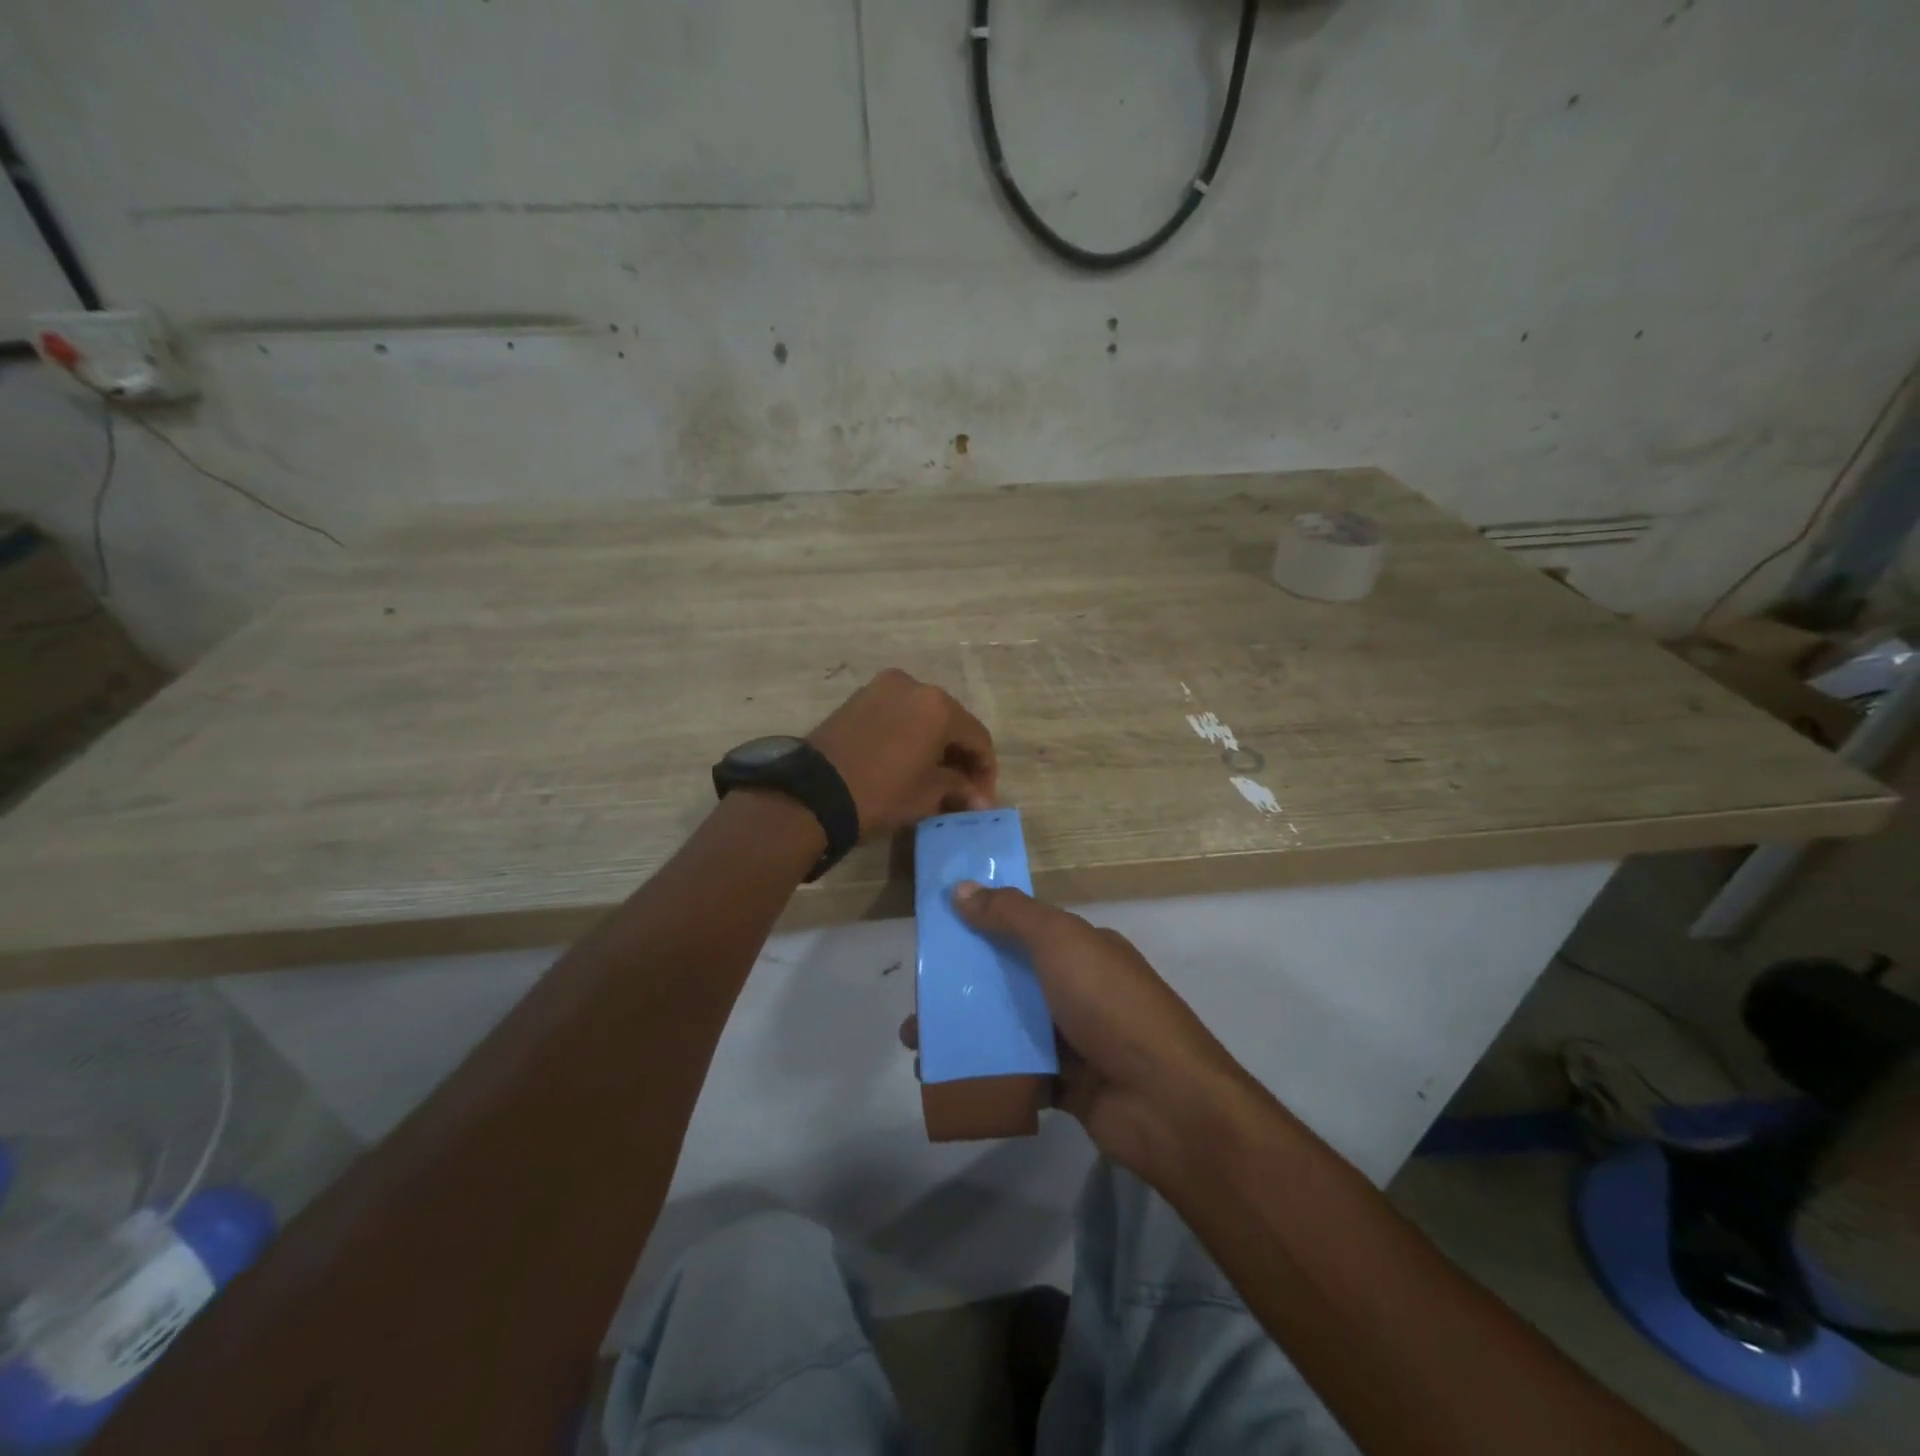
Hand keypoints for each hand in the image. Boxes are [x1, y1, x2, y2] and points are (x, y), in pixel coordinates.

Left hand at [807, 669, 996, 837]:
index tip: (982, 799)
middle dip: (960, 756)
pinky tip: (909, 762)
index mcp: (938, 706)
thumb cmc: (881, 792)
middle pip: (951, 722)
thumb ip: (959, 789)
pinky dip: (910, 736)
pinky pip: (897, 715)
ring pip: (923, 717)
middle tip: (963, 790)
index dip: (985, 771)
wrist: (813, 792)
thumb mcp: (927, 795)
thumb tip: (979, 799)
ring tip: (935, 778)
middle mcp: (913, 686)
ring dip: (934, 745)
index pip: (977, 738)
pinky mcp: (858, 699)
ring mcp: (882, 688)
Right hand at [907, 882, 1253, 1183]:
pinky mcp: (1068, 1086)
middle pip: (1010, 980)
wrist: (1167, 1102)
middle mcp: (1079, 989)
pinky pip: (1017, 1073)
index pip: (1024, 929)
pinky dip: (984, 1073)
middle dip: (963, 988)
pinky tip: (946, 1078)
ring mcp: (1075, 1040)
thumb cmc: (1111, 1006)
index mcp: (1083, 949)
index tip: (937, 938)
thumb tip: (963, 887)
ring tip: (919, 1046)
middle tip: (918, 1001)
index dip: (981, 928)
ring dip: (966, 1032)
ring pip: (1009, 1028)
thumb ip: (1011, 915)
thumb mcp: (1060, 943)